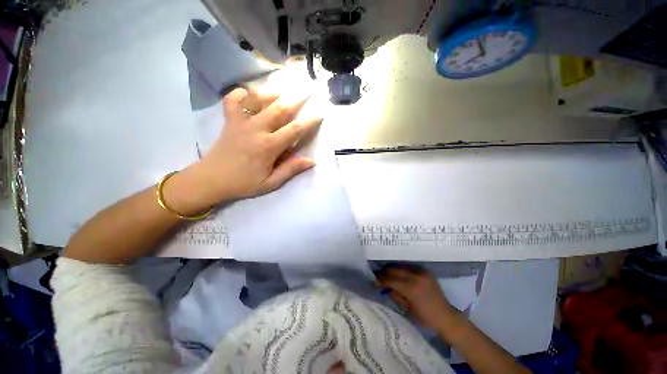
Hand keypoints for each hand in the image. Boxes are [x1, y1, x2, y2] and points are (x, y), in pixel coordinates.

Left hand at [188, 87, 322, 205]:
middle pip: (279, 108)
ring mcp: (240, 122)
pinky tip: (248, 94)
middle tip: (306, 92)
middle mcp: (256, 129)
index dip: (309, 122)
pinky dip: (241, 93)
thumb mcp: (271, 182)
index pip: (294, 130)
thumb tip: (312, 161)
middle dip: (295, 99)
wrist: (211, 180)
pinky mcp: (229, 120)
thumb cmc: (244, 183)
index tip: (319, 114)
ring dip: (272, 92)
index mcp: (268, 146)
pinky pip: (233, 99)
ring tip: (282, 91)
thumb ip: (291, 170)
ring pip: (257, 99)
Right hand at [376, 266, 456, 329]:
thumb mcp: (407, 309)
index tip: (374, 281)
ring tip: (386, 274)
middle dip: (385, 272)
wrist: (446, 316)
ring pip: (401, 266)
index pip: (391, 280)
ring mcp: (422, 272)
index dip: (381, 280)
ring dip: (392, 269)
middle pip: (395, 269)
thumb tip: (384, 286)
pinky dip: (401, 269)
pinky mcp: (425, 271)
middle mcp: (416, 277)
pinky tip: (397, 273)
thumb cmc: (426, 318)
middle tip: (378, 276)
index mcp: (412, 289)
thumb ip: (395, 295)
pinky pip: (409, 267)